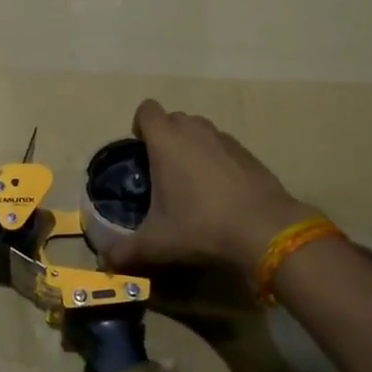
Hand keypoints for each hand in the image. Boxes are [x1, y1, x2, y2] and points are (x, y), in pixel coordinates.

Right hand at [106, 99, 316, 284]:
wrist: (264, 229)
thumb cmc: (201, 226)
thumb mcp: (157, 243)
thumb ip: (126, 251)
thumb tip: (106, 261)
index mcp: (166, 140)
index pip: (147, 110)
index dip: (141, 126)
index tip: (141, 152)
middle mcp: (194, 130)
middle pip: (173, 119)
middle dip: (165, 138)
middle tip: (163, 172)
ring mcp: (224, 138)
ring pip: (200, 131)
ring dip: (192, 147)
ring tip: (191, 182)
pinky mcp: (248, 152)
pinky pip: (223, 146)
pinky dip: (217, 160)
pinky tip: (220, 192)